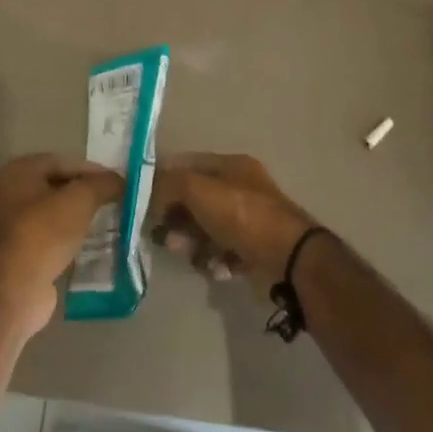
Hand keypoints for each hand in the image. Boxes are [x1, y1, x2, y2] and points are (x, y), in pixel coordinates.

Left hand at [0, 154, 123, 337]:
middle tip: (117, 203)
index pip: (65, 162)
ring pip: (56, 215)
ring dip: (81, 219)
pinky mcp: (21, 255)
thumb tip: (121, 181)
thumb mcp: (80, 200)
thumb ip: (103, 184)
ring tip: (111, 224)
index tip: (119, 184)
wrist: (14, 289)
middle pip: (59, 187)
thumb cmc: (44, 232)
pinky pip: (53, 239)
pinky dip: (72, 241)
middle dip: (88, 195)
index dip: (94, 170)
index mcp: (20, 171)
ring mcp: (13, 226)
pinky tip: (93, 247)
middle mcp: (11, 193)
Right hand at [149, 154, 317, 286]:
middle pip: (194, 200)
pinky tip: (218, 267)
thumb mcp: (198, 189)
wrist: (289, 258)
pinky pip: (221, 252)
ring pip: (205, 229)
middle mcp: (240, 189)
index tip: (143, 200)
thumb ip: (169, 184)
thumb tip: (150, 192)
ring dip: (192, 243)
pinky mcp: (253, 250)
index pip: (188, 164)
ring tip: (190, 255)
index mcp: (231, 165)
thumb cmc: (241, 214)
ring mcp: (248, 220)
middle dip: (176, 219)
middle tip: (165, 237)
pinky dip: (215, 260)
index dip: (163, 179)